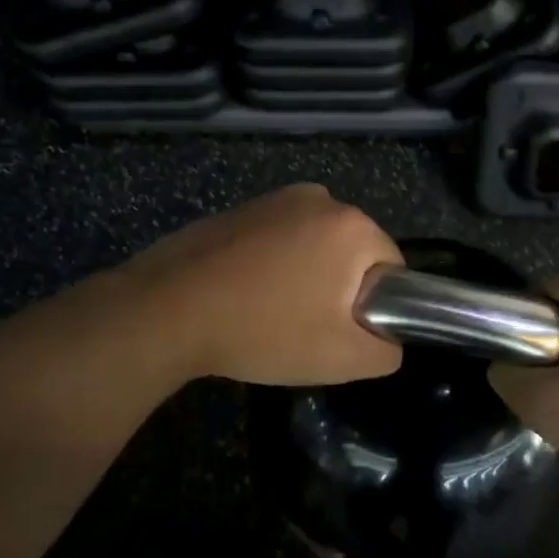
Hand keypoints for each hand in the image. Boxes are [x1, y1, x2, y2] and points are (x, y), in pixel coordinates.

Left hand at [124, 183, 404, 385]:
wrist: (167, 311)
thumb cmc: (264, 330)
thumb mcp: (343, 359)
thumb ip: (388, 350)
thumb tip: (388, 337)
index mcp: (354, 225)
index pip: (392, 268)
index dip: (374, 306)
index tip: (340, 332)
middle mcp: (322, 198)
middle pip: (354, 254)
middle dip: (340, 289)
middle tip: (307, 327)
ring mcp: (277, 198)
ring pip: (317, 246)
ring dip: (308, 275)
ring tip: (273, 312)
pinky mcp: (244, 208)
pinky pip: (281, 239)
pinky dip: (276, 264)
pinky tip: (247, 294)